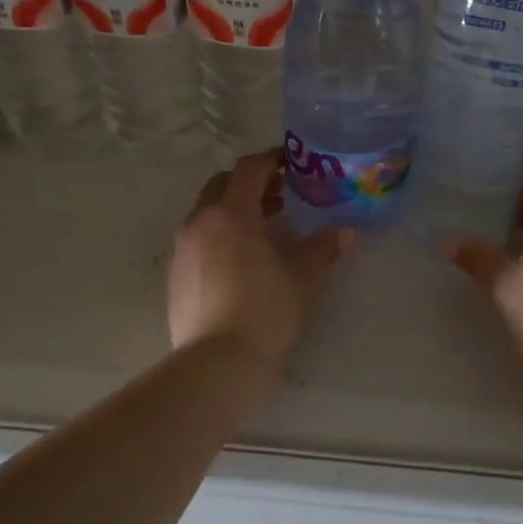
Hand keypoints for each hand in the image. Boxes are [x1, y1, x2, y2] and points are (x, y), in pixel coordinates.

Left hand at [169, 150, 354, 367]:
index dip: (271, 160)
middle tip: (279, 194)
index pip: (249, 169)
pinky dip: (218, 234)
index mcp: (231, 212)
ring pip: (206, 212)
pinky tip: (239, 260)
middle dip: (249, 183)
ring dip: (232, 209)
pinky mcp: (174, 275)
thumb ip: (323, 247)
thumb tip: (347, 232)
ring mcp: (182, 249)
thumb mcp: (303, 276)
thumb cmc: (266, 310)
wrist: (217, 363)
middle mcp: (200, 221)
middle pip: (222, 185)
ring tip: (262, 228)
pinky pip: (197, 239)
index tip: (290, 162)